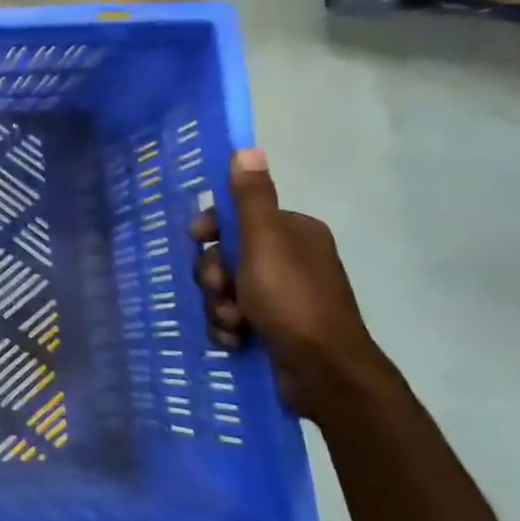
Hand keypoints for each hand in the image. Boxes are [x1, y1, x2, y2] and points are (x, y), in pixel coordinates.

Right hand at [191, 148, 378, 418]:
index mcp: (293, 232)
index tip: (196, 240)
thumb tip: (247, 148)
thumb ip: (251, 198)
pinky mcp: (276, 327)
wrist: (324, 372)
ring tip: (231, 324)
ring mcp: (283, 296)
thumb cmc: (291, 300)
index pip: (237, 216)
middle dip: (214, 276)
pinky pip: (234, 317)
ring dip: (218, 306)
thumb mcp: (264, 242)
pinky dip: (228, 328)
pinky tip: (234, 340)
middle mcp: (290, 259)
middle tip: (220, 291)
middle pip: (225, 255)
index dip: (211, 229)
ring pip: (225, 289)